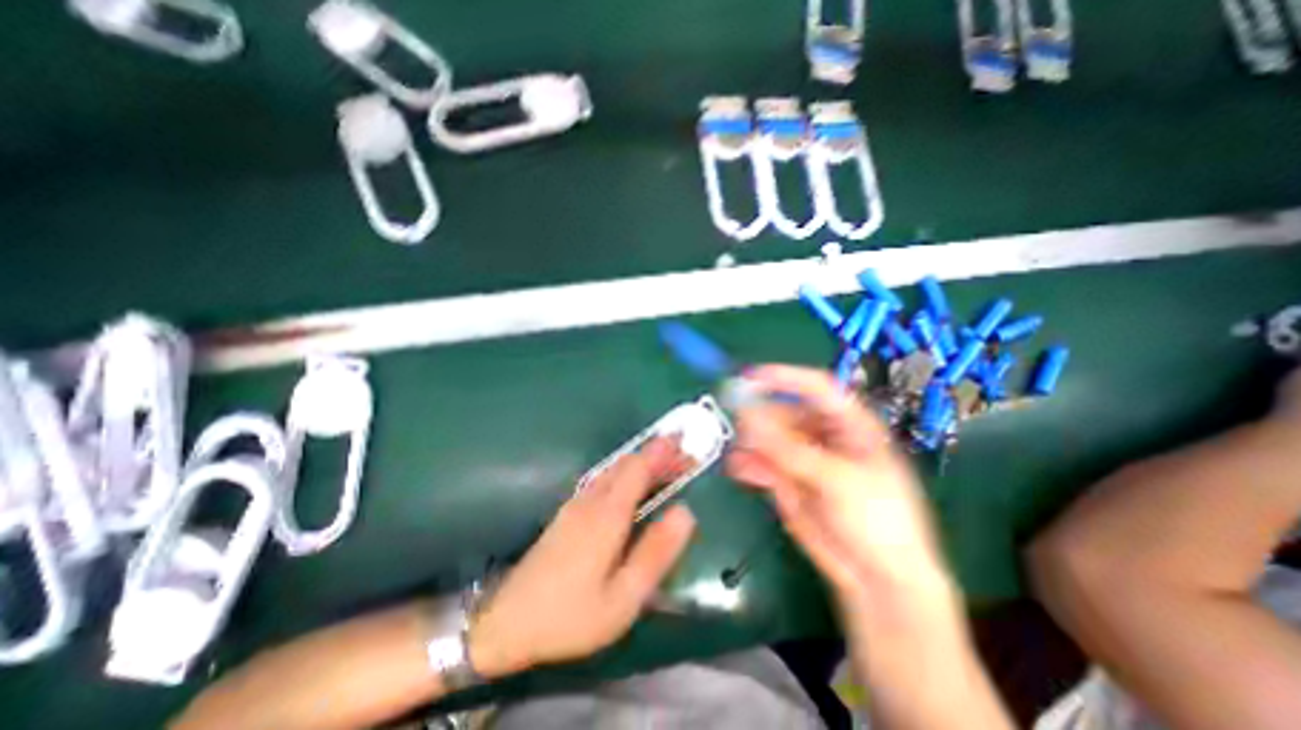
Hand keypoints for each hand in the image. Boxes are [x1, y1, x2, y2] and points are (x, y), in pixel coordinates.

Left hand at [465, 435, 695, 677]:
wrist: (506, 621)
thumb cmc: (571, 615)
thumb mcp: (623, 598)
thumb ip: (656, 553)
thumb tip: (686, 512)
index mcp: (607, 515)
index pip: (638, 469)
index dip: (662, 452)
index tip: (684, 441)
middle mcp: (591, 500)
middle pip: (627, 464)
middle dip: (657, 454)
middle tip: (683, 454)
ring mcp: (576, 504)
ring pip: (614, 470)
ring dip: (642, 462)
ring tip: (666, 465)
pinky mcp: (568, 512)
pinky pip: (604, 479)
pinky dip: (626, 472)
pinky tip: (633, 483)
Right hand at [728, 366, 952, 610]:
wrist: (878, 579)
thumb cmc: (878, 520)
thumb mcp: (836, 480)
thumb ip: (789, 450)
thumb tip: (749, 417)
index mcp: (849, 424)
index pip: (816, 387)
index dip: (784, 378)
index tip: (751, 377)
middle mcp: (822, 435)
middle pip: (783, 412)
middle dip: (759, 417)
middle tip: (737, 423)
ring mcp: (802, 458)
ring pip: (767, 438)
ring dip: (750, 441)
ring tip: (738, 453)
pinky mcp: (786, 480)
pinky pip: (761, 463)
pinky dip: (747, 463)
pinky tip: (738, 468)